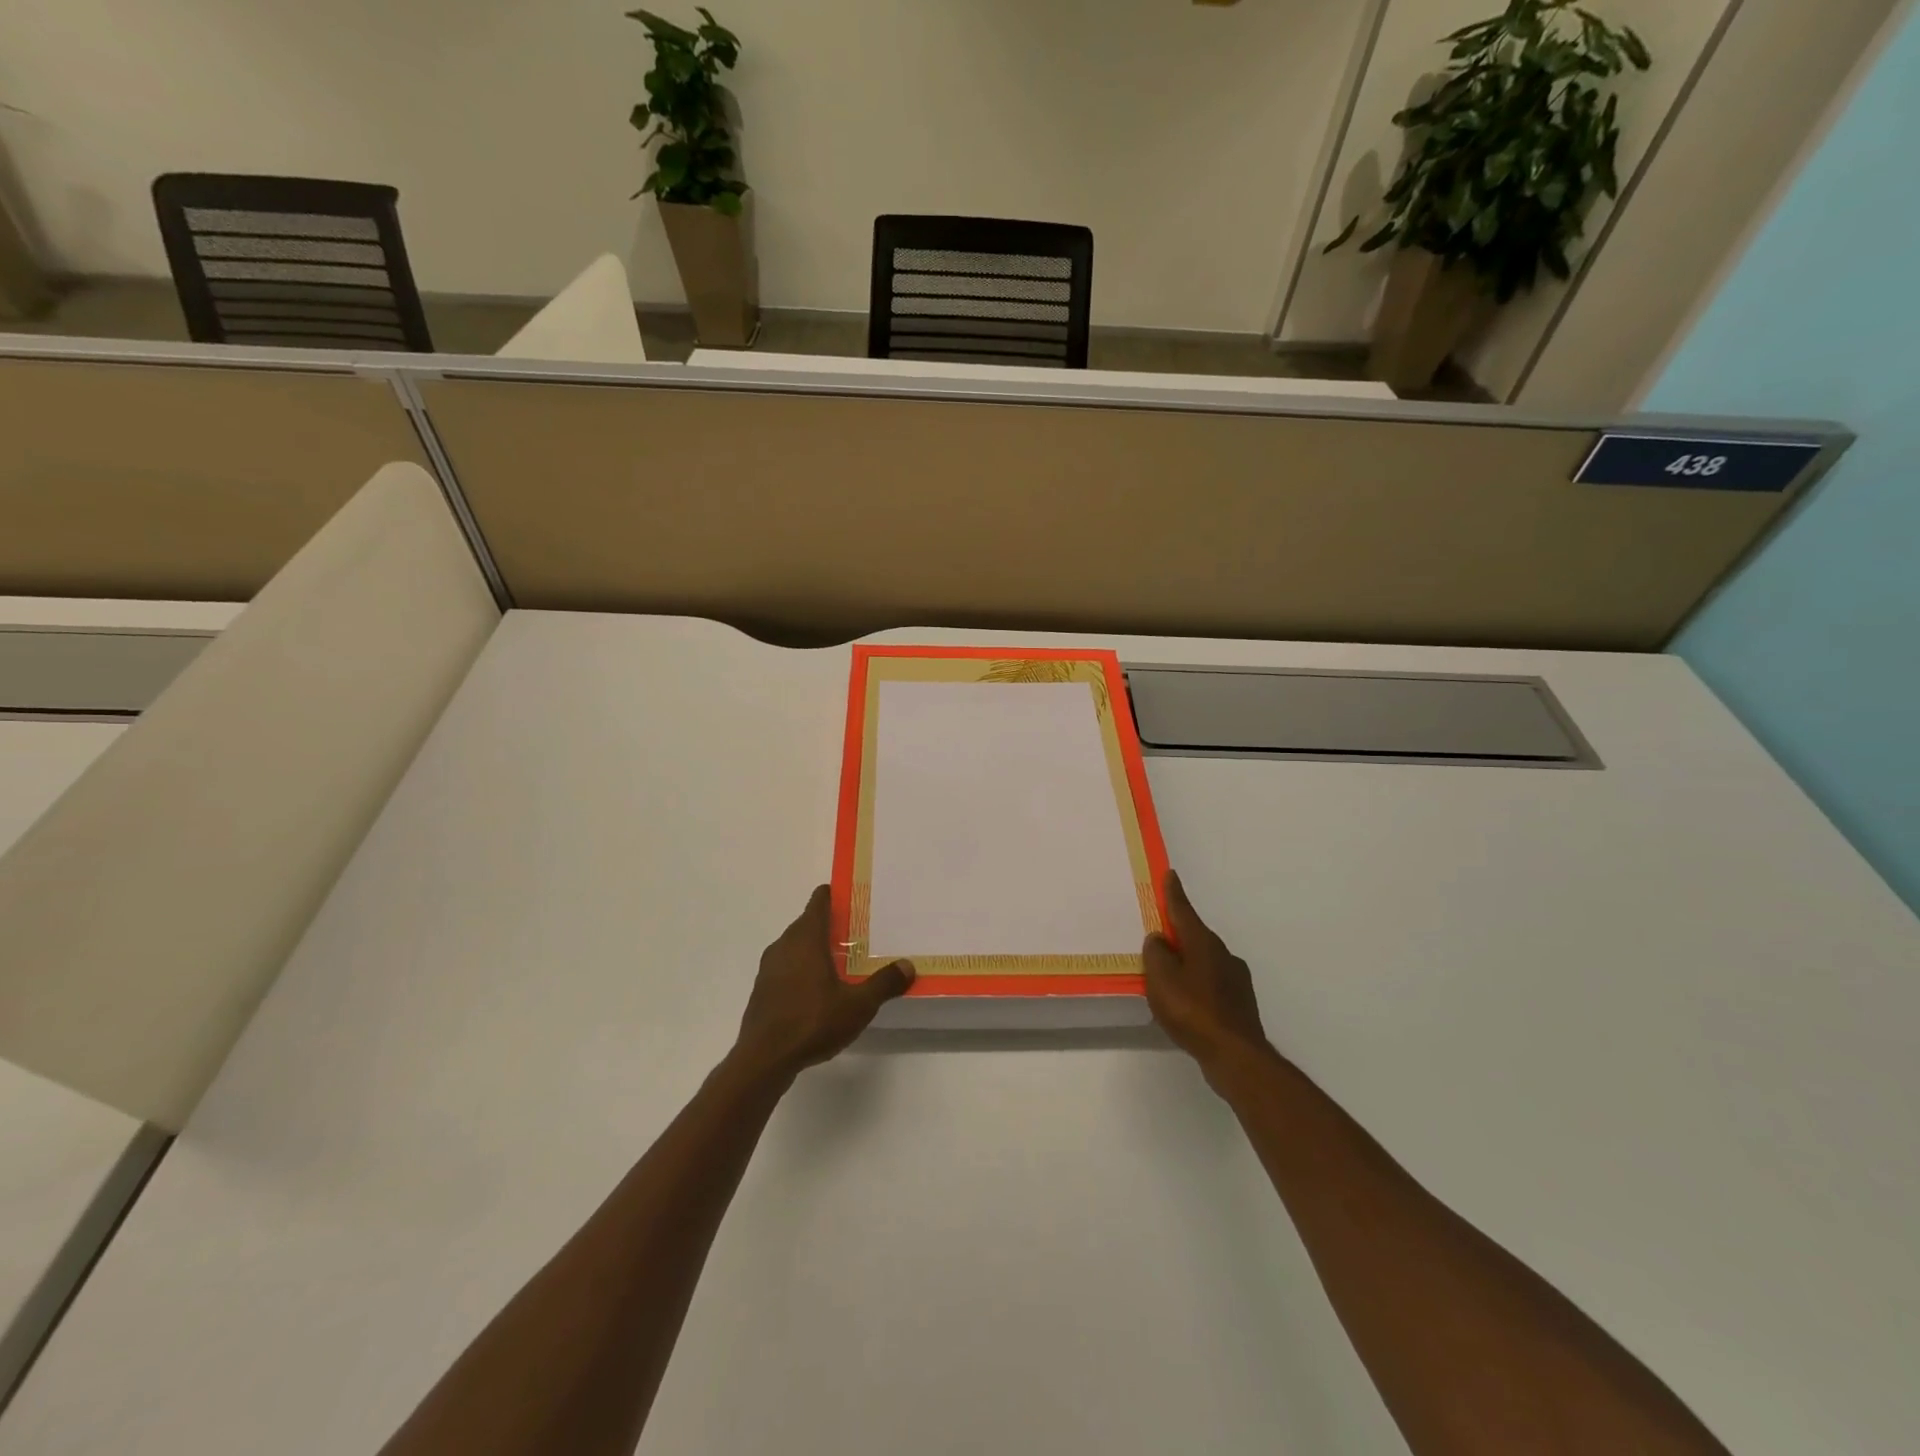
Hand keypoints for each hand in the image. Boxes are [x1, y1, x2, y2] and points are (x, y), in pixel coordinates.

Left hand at [733, 886, 914, 1079]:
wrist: (763, 1060)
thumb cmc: (812, 1022)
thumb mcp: (858, 1005)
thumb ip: (884, 983)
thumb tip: (908, 965)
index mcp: (806, 938)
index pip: (819, 901)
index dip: (835, 895)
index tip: (853, 898)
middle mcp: (784, 945)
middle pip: (807, 923)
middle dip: (830, 925)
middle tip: (857, 933)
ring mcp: (769, 968)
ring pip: (795, 947)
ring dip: (814, 949)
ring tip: (841, 961)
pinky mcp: (763, 990)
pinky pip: (786, 968)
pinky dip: (802, 969)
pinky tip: (818, 990)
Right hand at [1144, 870, 1271, 1082]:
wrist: (1235, 1055)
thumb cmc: (1192, 1010)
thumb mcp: (1161, 979)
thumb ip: (1156, 954)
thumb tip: (1159, 940)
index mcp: (1203, 943)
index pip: (1183, 911)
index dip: (1174, 893)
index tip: (1170, 874)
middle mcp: (1223, 954)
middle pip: (1195, 936)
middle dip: (1178, 933)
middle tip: (1158, 935)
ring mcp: (1235, 979)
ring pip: (1205, 960)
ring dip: (1188, 961)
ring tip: (1169, 975)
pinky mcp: (1240, 1003)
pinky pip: (1211, 983)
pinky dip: (1197, 984)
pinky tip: (1188, 1001)